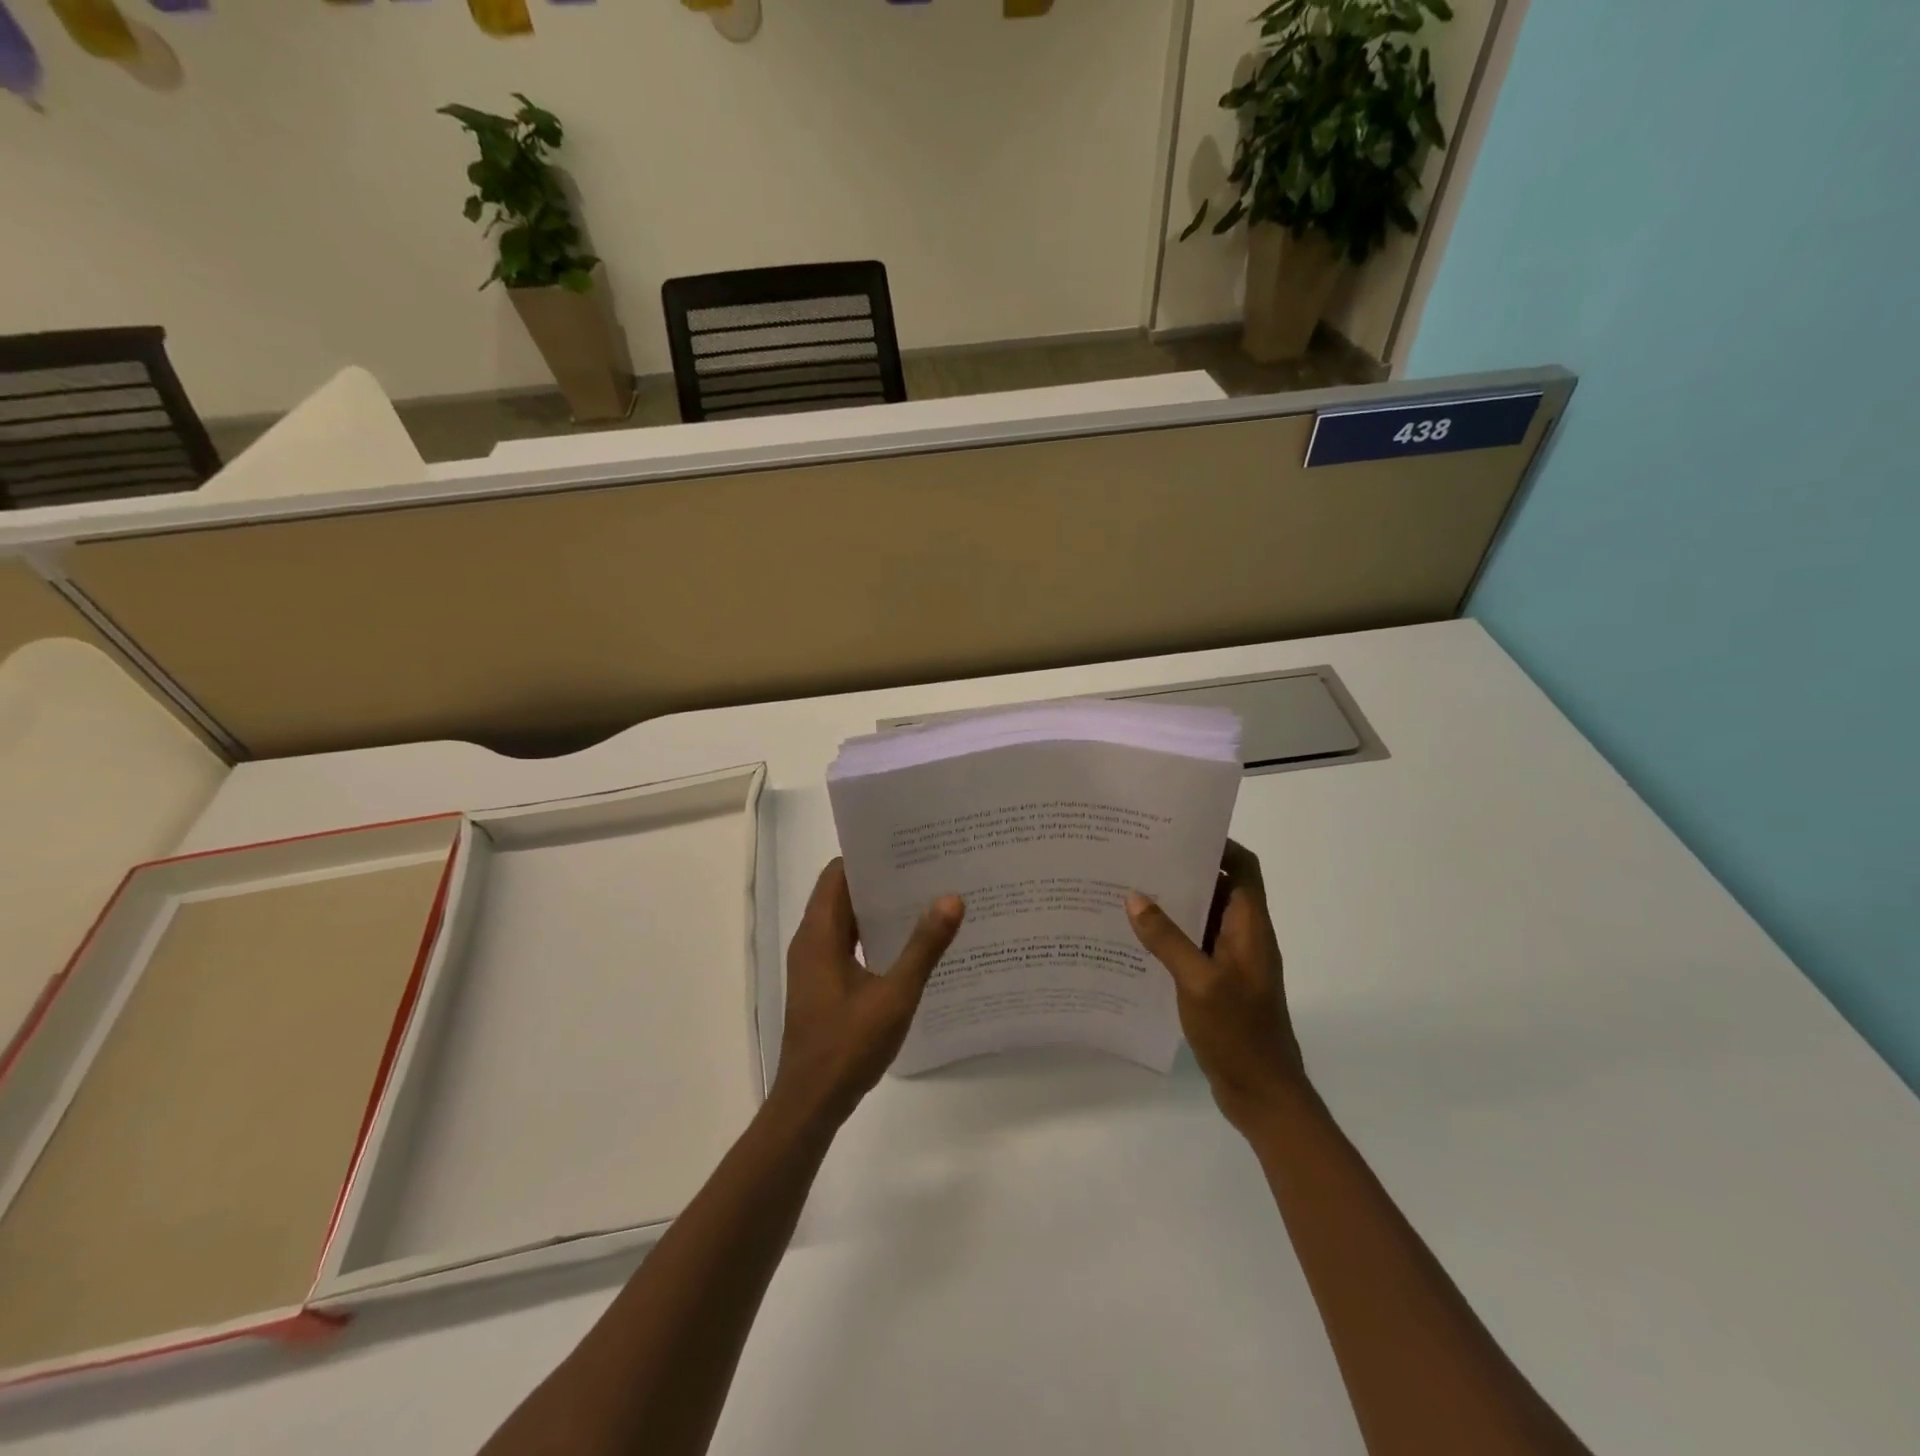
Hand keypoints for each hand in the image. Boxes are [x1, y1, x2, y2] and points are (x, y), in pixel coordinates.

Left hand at [772, 859, 963, 1128]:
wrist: (810, 1103)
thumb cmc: (848, 1045)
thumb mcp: (894, 995)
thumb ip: (923, 947)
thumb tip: (951, 897)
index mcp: (819, 934)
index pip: (837, 873)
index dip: (868, 856)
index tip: (906, 847)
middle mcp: (811, 941)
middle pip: (842, 894)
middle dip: (881, 880)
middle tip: (927, 870)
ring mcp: (814, 965)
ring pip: (845, 921)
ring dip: (878, 909)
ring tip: (924, 899)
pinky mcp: (822, 985)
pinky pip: (847, 945)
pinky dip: (873, 936)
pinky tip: (909, 945)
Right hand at [1127, 840, 1306, 1132]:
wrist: (1263, 1094)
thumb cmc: (1238, 1032)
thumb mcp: (1198, 981)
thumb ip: (1167, 939)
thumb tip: (1135, 897)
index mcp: (1250, 927)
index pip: (1243, 868)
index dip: (1219, 845)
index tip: (1178, 832)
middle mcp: (1245, 936)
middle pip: (1220, 888)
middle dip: (1186, 870)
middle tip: (1141, 857)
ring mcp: (1233, 962)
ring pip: (1204, 918)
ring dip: (1176, 904)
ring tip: (1131, 890)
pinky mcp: (1220, 983)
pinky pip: (1195, 946)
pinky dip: (1173, 936)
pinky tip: (1138, 939)